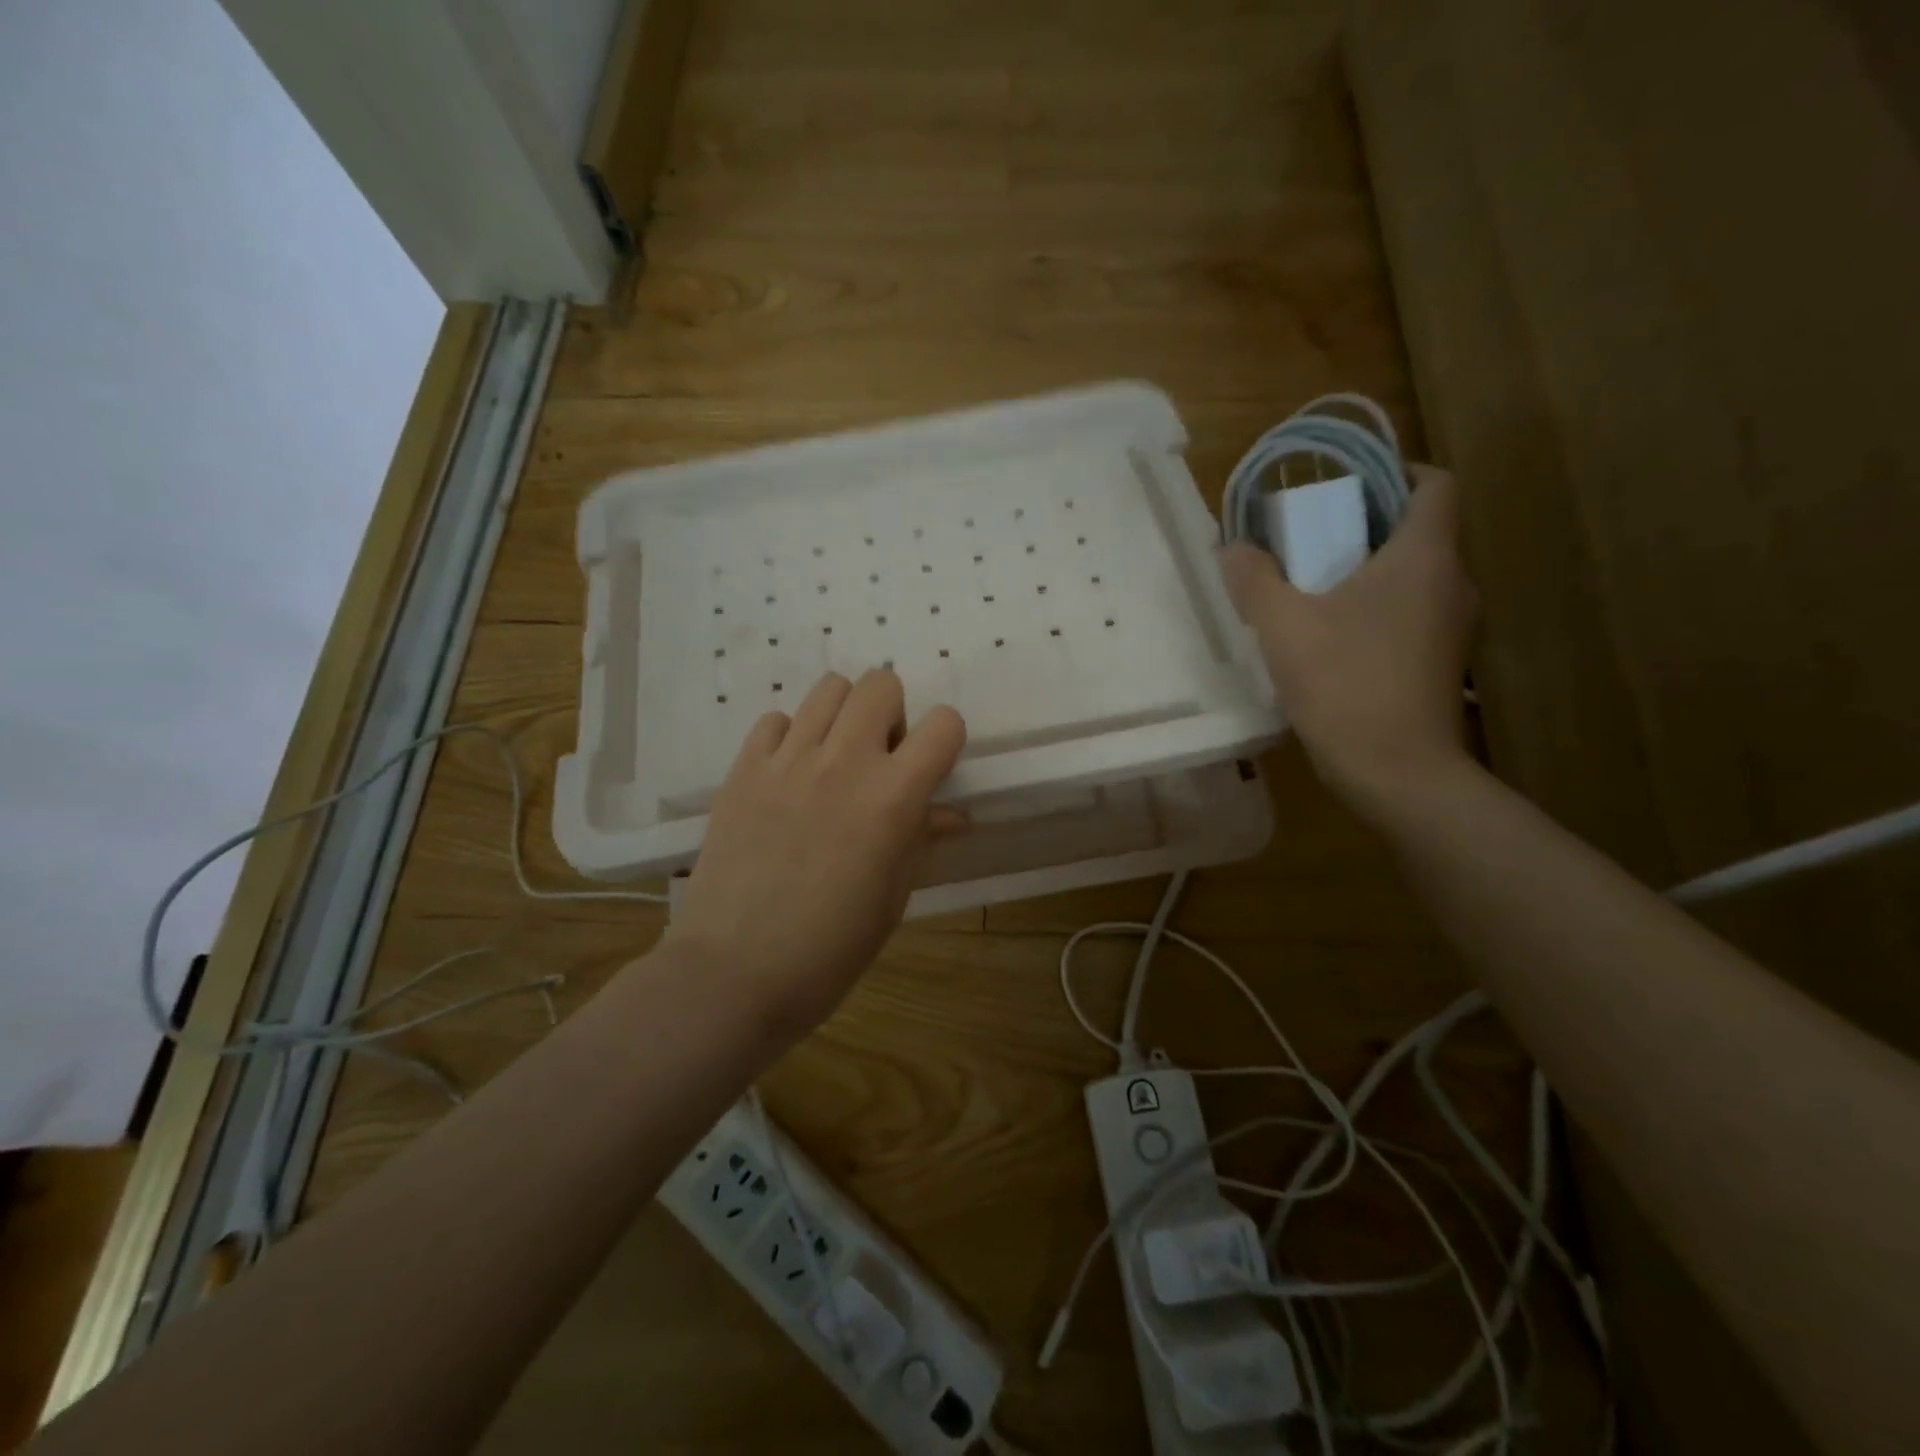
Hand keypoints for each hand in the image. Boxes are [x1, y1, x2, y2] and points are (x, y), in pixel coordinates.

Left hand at [661, 670, 966, 1036]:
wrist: (734, 973)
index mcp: (892, 797)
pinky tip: (788, 776)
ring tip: (834, 759)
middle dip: (892, 714)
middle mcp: (843, 761)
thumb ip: (921, 839)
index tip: (930, 769)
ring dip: (844, 716)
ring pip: (829, 688)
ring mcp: (787, 759)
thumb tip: (951, 813)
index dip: (945, 741)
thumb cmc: (830, 949)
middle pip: (881, 684)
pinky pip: (775, 719)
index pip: (943, 725)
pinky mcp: (743, 769)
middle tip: (880, 760)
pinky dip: (790, 736)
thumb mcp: (892, 898)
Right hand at [1219, 464, 1478, 822]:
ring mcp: (1453, 627)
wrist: (1396, 771)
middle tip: (1311, 542)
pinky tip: (1333, 639)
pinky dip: (1378, 610)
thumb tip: (1233, 548)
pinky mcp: (1443, 663)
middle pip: (1419, 530)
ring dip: (1370, 572)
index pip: (1433, 484)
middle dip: (1366, 526)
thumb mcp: (1282, 627)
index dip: (1395, 473)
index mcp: (1424, 557)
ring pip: (1415, 576)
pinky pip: (1412, 614)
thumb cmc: (1345, 683)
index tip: (1346, 488)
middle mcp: (1453, 582)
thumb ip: (1254, 579)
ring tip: (1314, 592)